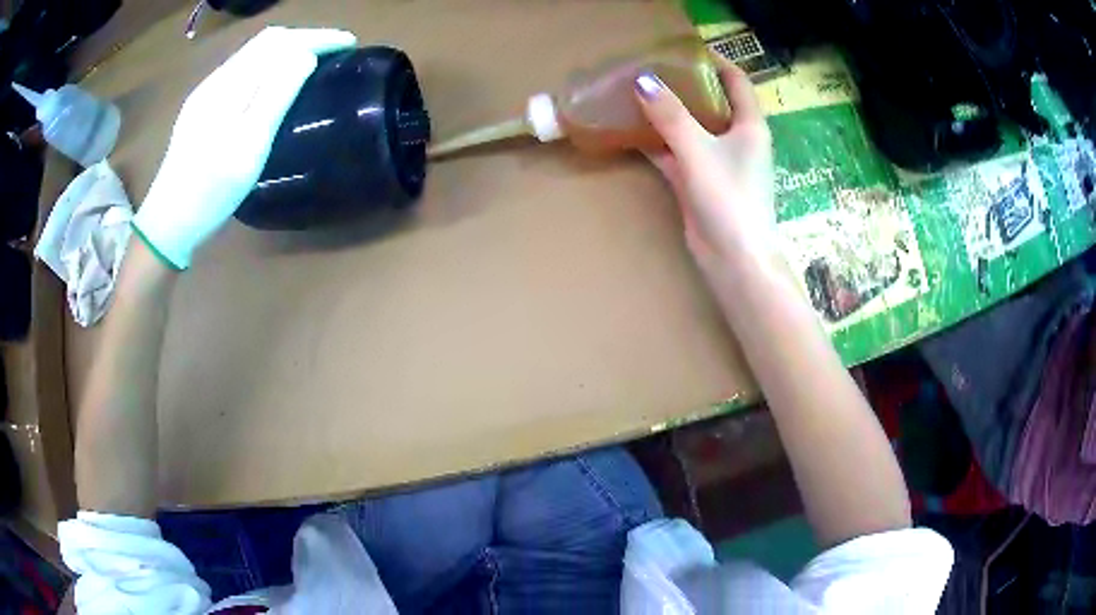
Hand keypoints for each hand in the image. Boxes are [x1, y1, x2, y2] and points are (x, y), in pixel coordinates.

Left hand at [133, 26, 356, 268]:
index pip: (278, 42)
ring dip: (288, 50)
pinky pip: (244, 72)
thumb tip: (306, 55)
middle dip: (305, 38)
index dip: (316, 37)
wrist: (167, 223)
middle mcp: (217, 80)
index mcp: (229, 84)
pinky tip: (277, 82)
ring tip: (314, 61)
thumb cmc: (210, 190)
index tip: (349, 44)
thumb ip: (276, 94)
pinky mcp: (203, 109)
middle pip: (265, 42)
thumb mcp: (248, 144)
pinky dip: (270, 66)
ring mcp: (207, 94)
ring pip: (254, 56)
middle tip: (336, 52)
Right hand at [635, 61, 776, 270]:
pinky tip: (630, 130)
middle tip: (651, 68)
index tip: (686, 48)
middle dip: (683, 84)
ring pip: (690, 127)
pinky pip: (676, 152)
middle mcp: (736, 139)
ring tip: (636, 92)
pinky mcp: (699, 182)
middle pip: (711, 101)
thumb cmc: (729, 199)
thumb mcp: (699, 150)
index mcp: (750, 125)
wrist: (734, 260)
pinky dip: (657, 142)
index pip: (736, 81)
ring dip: (667, 112)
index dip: (715, 61)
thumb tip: (642, 80)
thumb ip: (670, 115)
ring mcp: (717, 161)